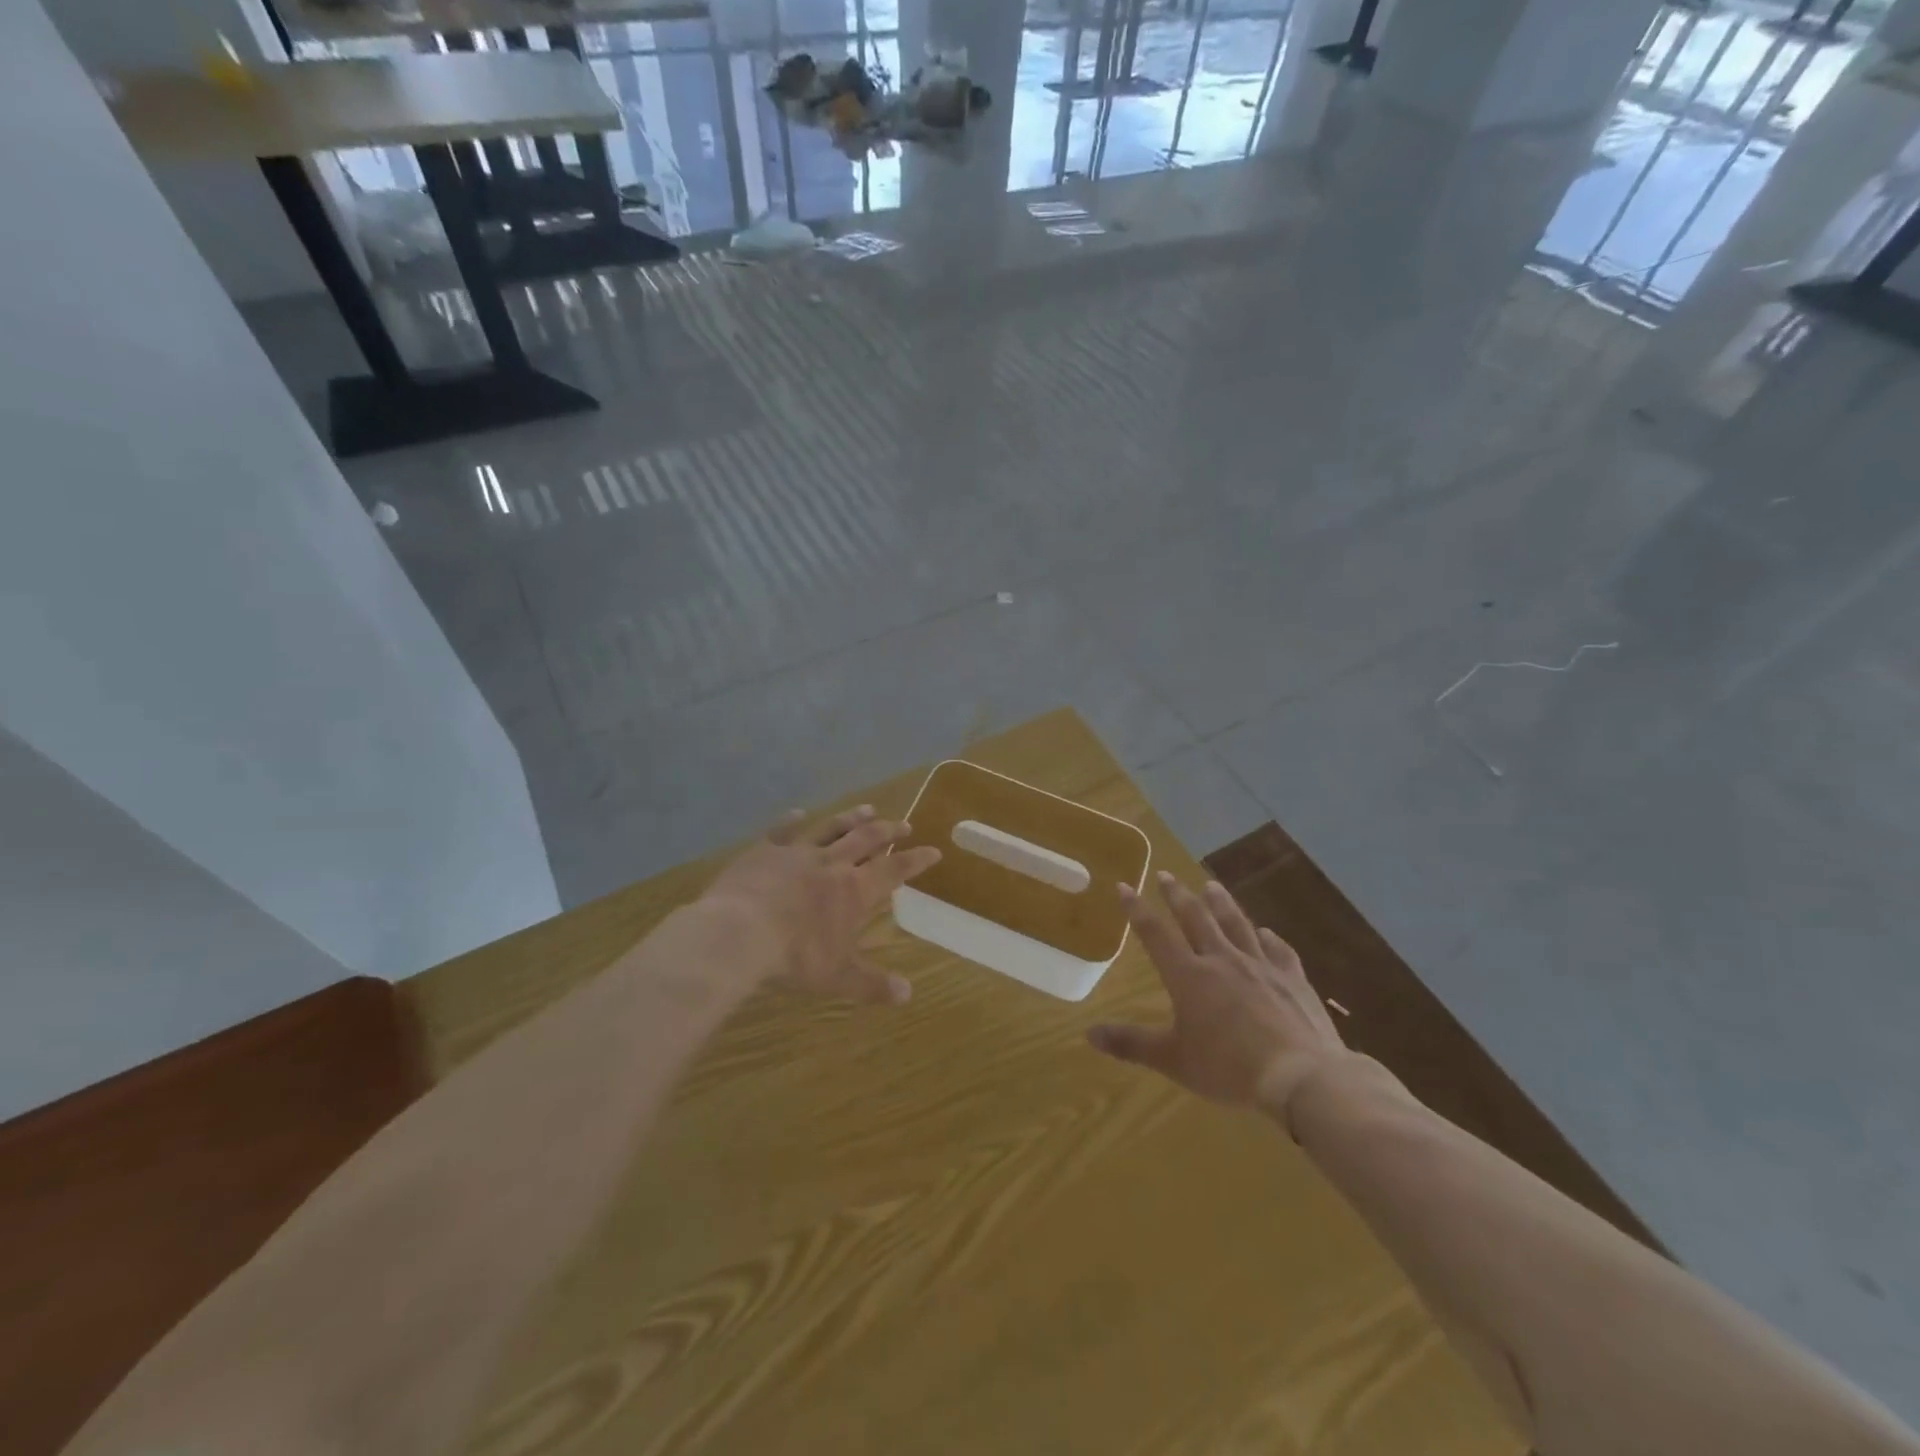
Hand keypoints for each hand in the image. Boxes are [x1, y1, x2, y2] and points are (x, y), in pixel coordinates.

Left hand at [699, 804, 941, 1004]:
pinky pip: (783, 829)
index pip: (894, 870)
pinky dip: (793, 820)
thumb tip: (907, 994)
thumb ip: (872, 984)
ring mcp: (797, 852)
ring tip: (868, 808)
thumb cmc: (794, 956)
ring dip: (852, 818)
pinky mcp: (765, 850)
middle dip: (889, 831)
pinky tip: (799, 813)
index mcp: (854, 890)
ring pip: (832, 827)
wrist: (738, 933)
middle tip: (904, 824)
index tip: (934, 851)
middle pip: (867, 839)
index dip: (916, 861)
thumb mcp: (837, 977)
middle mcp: (832, 863)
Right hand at [1088, 871, 1355, 1119]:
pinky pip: (1278, 949)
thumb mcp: (1174, 1060)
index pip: (1155, 934)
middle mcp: (1222, 960)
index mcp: (1189, 976)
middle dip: (1177, 894)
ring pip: (1236, 924)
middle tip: (1166, 874)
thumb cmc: (1229, 1068)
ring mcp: (1261, 965)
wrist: (1301, 1076)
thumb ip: (1132, 1044)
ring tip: (1211, 885)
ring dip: (1221, 903)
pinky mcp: (1293, 979)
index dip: (1137, 909)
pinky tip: (1266, 931)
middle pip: (1196, 917)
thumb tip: (1089, 1033)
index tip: (1124, 885)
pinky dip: (1269, 937)